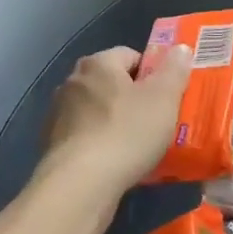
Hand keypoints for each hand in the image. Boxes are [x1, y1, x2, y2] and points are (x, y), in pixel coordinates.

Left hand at [41, 45, 191, 196]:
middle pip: (112, 82)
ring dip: (116, 121)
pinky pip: (86, 136)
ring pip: (98, 110)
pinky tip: (116, 162)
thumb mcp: (164, 97)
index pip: (130, 55)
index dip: (152, 72)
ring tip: (139, 145)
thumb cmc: (127, 132)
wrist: (81, 185)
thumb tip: (180, 48)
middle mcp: (72, 82)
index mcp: (98, 64)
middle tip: (158, 119)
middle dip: (134, 97)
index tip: (167, 95)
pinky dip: (100, 143)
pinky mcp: (52, 145)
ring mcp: (58, 114)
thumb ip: (174, 69)